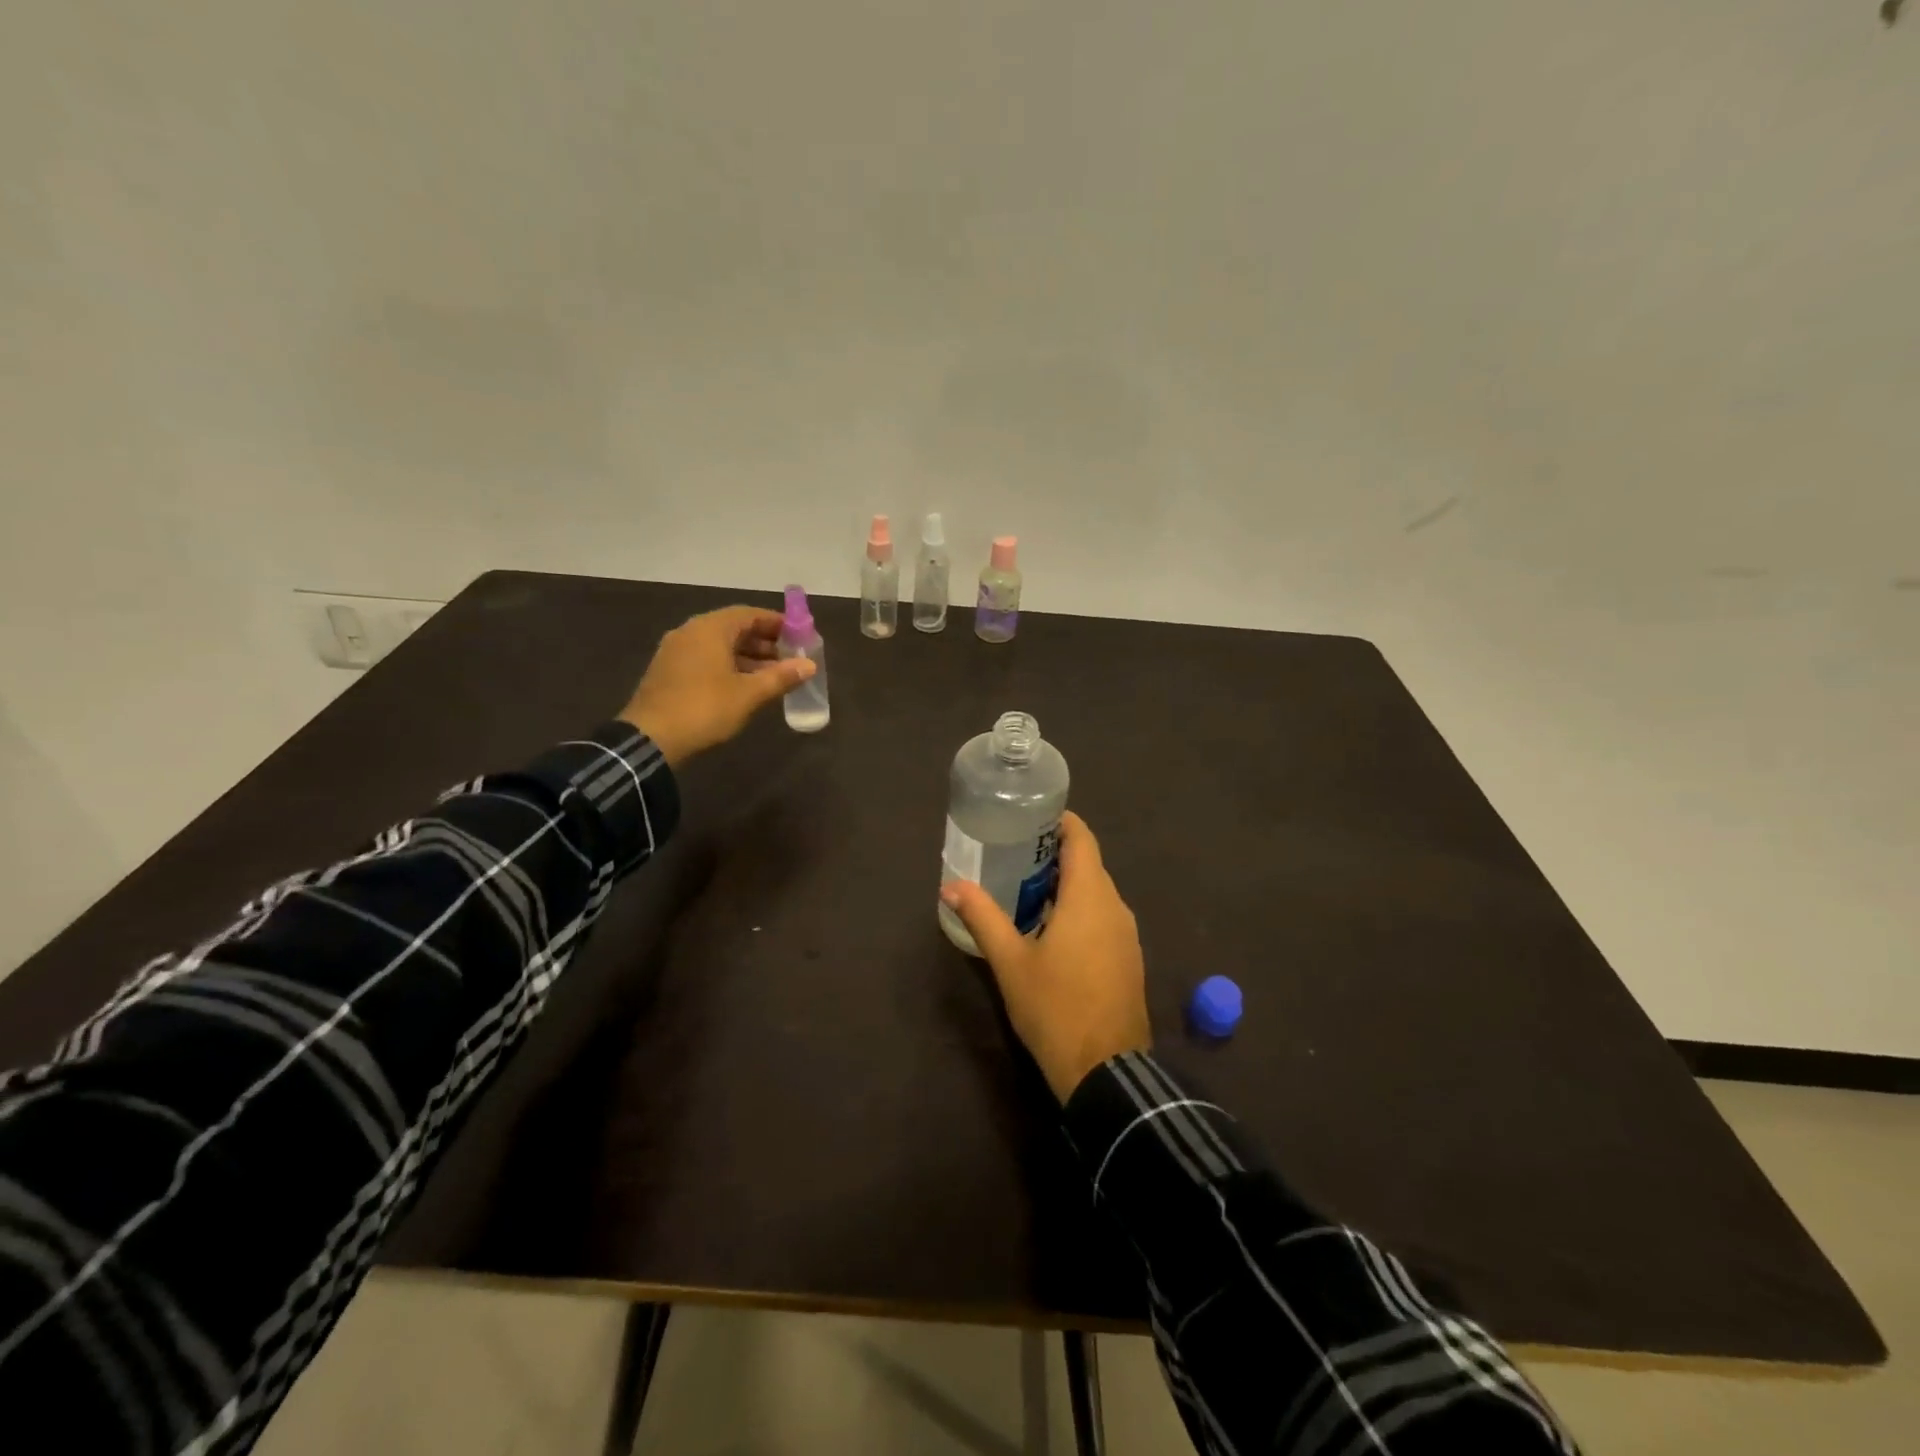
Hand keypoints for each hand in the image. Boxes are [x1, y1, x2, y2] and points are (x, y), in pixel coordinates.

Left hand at [619, 605, 814, 766]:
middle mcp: (691, 632)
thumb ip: (781, 677)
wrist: (650, 739)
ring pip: (719, 646)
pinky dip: (728, 666)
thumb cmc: (705, 709)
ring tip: (773, 676)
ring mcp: (676, 651)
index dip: (777, 624)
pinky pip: (705, 659)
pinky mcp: (669, 671)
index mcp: (710, 628)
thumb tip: (810, 665)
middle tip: (790, 659)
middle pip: (734, 628)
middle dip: (764, 642)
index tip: (799, 637)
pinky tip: (745, 686)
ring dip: (748, 657)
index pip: (750, 614)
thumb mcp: (749, 694)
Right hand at [941, 812, 1150, 1102]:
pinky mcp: (1128, 958)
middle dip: (1054, 855)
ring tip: (1024, 889)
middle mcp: (1115, 906)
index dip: (1060, 822)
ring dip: (1065, 885)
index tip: (1029, 817)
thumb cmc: (1055, 1008)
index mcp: (1090, 897)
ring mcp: (1127, 934)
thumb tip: (950, 887)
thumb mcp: (1010, 962)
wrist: (1106, 1072)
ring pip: (1096, 892)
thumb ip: (982, 917)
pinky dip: (1079, 910)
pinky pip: (1103, 917)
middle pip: (1088, 864)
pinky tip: (1050, 928)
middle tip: (1013, 854)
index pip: (1082, 839)